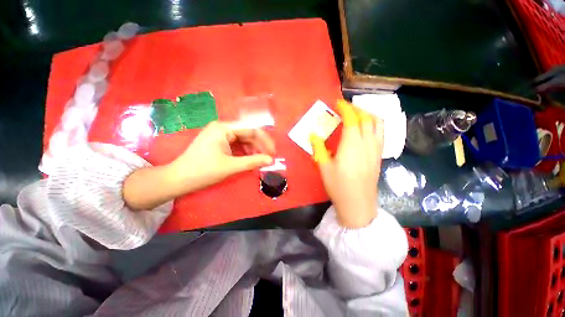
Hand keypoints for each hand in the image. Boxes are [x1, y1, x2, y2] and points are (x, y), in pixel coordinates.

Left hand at [168, 121, 274, 193]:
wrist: (178, 180)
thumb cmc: (203, 171)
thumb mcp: (231, 166)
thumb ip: (253, 162)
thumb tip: (270, 160)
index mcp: (223, 128)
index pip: (251, 129)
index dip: (265, 140)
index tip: (273, 152)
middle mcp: (222, 128)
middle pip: (248, 134)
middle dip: (259, 146)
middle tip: (268, 158)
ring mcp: (220, 135)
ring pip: (243, 140)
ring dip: (253, 150)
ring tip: (260, 161)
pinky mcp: (218, 143)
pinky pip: (237, 145)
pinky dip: (245, 152)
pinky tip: (250, 160)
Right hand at [310, 100, 383, 227]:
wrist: (358, 203)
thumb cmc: (338, 186)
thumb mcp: (324, 167)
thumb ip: (318, 148)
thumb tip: (313, 135)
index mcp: (351, 145)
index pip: (352, 119)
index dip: (345, 108)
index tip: (338, 103)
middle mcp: (367, 143)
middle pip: (367, 118)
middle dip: (356, 109)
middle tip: (345, 108)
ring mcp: (376, 149)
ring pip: (378, 123)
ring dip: (368, 114)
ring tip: (357, 115)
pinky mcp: (379, 155)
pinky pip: (381, 132)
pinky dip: (374, 124)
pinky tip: (366, 128)